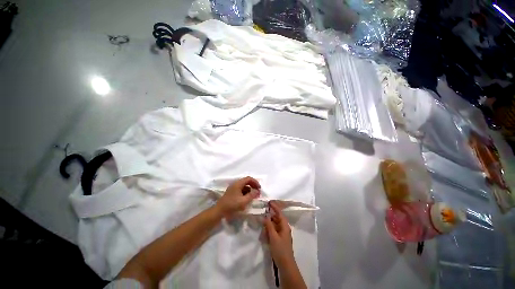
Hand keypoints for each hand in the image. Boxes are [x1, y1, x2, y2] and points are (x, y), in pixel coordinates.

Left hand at [215, 177, 260, 217]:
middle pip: (246, 181)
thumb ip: (252, 195)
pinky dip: (245, 193)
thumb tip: (258, 191)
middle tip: (257, 192)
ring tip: (253, 196)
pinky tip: (247, 199)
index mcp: (238, 184)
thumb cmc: (232, 205)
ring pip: (244, 186)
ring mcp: (233, 188)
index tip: (259, 188)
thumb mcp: (244, 201)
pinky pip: (241, 190)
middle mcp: (235, 184)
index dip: (255, 182)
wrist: (219, 211)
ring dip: (249, 190)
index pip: (249, 179)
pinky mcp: (232, 193)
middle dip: (253, 186)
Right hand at [264, 201, 294, 265]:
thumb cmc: (280, 249)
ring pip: (275, 224)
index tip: (269, 202)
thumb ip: (269, 225)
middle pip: (277, 218)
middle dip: (270, 215)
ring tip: (262, 221)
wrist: (286, 265)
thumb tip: (266, 216)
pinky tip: (264, 231)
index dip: (275, 207)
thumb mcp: (273, 236)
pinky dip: (269, 229)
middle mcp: (284, 228)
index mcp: (285, 226)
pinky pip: (274, 230)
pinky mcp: (279, 239)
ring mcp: (282, 234)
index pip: (279, 213)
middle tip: (263, 212)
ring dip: (269, 223)